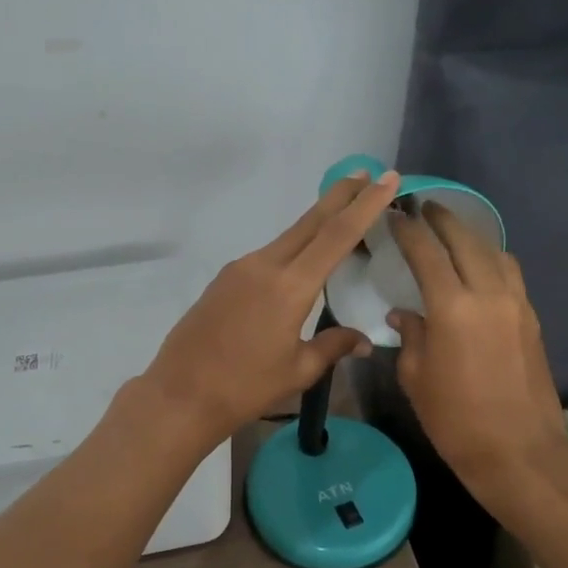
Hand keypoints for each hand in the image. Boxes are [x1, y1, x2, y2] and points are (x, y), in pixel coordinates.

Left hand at [142, 170, 401, 445]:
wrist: (180, 394)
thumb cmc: (245, 387)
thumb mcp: (298, 370)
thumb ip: (332, 346)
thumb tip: (363, 340)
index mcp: (290, 286)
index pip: (337, 235)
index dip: (365, 205)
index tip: (387, 178)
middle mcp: (265, 266)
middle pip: (311, 221)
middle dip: (341, 195)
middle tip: (367, 173)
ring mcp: (241, 269)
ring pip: (289, 236)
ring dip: (317, 222)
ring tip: (343, 215)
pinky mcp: (225, 279)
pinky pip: (269, 254)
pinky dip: (294, 247)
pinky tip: (303, 259)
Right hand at [388, 202, 567, 492]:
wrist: (520, 453)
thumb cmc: (456, 420)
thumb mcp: (417, 378)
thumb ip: (411, 336)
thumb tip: (405, 313)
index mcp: (453, 308)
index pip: (426, 252)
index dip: (408, 230)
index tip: (395, 215)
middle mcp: (489, 294)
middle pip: (466, 240)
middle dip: (443, 219)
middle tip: (424, 207)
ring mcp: (517, 304)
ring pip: (494, 252)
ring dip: (471, 236)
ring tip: (452, 232)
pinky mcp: (532, 319)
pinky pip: (511, 274)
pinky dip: (492, 259)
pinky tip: (480, 267)